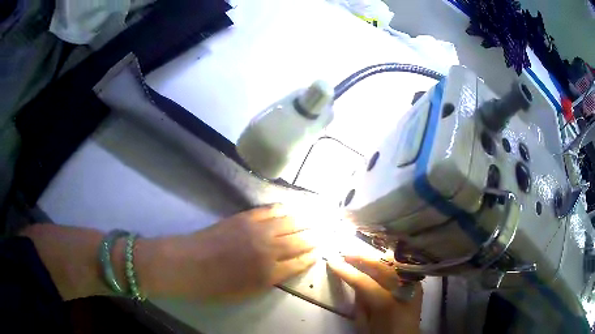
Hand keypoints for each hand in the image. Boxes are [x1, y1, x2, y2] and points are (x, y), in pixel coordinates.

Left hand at [154, 205, 317, 300]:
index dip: (313, 255)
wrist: (188, 264)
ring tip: (319, 216)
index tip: (322, 250)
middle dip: (317, 235)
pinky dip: (284, 209)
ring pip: (290, 221)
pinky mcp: (245, 217)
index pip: (301, 261)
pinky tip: (292, 207)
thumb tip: (288, 266)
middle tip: (328, 230)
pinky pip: (271, 210)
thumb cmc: (216, 286)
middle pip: (301, 239)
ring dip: (307, 219)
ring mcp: (257, 230)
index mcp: (270, 272)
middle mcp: (269, 249)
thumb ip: (271, 279)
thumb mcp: (248, 292)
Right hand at [327, 256, 422, 333]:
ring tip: (361, 255)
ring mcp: (413, 285)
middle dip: (362, 257)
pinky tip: (379, 261)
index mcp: (387, 303)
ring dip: (376, 257)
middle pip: (382, 266)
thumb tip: (356, 284)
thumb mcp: (364, 323)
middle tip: (346, 254)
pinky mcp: (416, 284)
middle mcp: (403, 290)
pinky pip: (401, 267)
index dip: (347, 271)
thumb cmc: (382, 333)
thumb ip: (360, 302)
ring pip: (394, 262)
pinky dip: (389, 262)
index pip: (364, 281)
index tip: (332, 261)